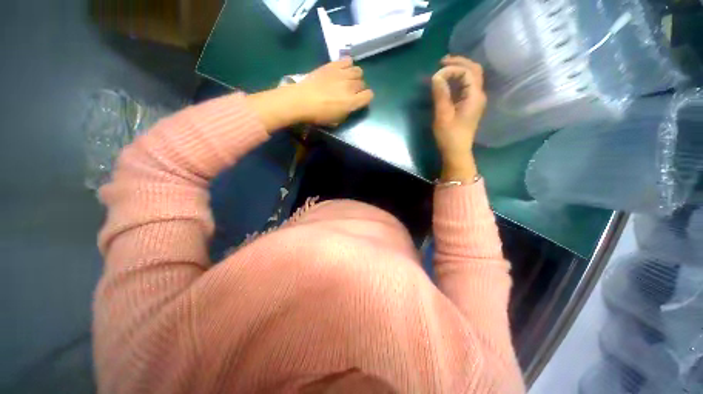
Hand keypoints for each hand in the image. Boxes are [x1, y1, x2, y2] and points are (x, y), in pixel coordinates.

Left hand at [295, 58, 374, 125]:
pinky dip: (347, 65)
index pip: (369, 96)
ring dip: (355, 77)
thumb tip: (350, 105)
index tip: (359, 101)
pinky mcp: (333, 65)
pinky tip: (342, 70)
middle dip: (359, 89)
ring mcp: (342, 74)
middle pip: (363, 84)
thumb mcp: (336, 120)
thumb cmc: (318, 115)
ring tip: (347, 80)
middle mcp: (350, 86)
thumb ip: (347, 112)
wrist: (301, 100)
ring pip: (358, 71)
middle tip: (350, 92)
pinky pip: (347, 60)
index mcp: (352, 102)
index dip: (365, 98)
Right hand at [431, 55, 486, 181]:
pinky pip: (467, 86)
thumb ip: (440, 95)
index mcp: (474, 96)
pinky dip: (458, 79)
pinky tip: (449, 81)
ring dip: (459, 69)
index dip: (452, 69)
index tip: (436, 74)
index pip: (467, 72)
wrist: (457, 151)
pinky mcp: (470, 105)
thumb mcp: (442, 115)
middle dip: (459, 62)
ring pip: (472, 77)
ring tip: (444, 67)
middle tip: (442, 61)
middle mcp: (478, 95)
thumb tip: (436, 76)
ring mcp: (475, 100)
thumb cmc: (449, 136)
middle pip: (474, 70)